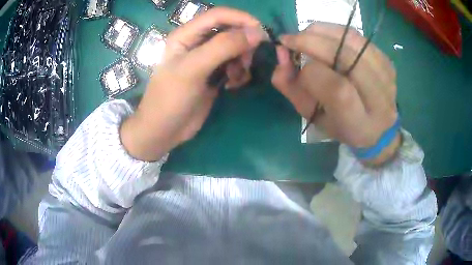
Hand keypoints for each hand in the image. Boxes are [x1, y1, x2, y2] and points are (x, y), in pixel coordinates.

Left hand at [120, 7, 265, 160]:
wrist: (164, 131)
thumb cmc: (171, 98)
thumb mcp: (194, 69)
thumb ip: (223, 46)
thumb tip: (256, 33)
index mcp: (186, 34)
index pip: (218, 15)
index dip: (241, 19)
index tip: (261, 32)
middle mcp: (197, 42)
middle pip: (230, 31)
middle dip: (244, 44)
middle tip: (248, 62)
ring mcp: (207, 59)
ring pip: (235, 49)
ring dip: (242, 61)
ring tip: (237, 78)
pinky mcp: (214, 74)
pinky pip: (235, 65)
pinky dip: (239, 73)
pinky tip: (232, 86)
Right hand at [272, 23, 399, 164]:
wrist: (377, 127)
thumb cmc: (341, 125)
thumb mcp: (311, 115)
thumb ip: (291, 87)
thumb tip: (280, 53)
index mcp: (358, 122)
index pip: (337, 90)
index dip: (311, 73)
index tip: (294, 64)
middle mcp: (379, 98)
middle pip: (347, 58)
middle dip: (312, 42)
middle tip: (291, 40)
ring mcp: (386, 76)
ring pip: (352, 40)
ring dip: (323, 32)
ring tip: (306, 36)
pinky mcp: (387, 61)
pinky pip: (358, 36)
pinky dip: (336, 31)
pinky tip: (326, 38)